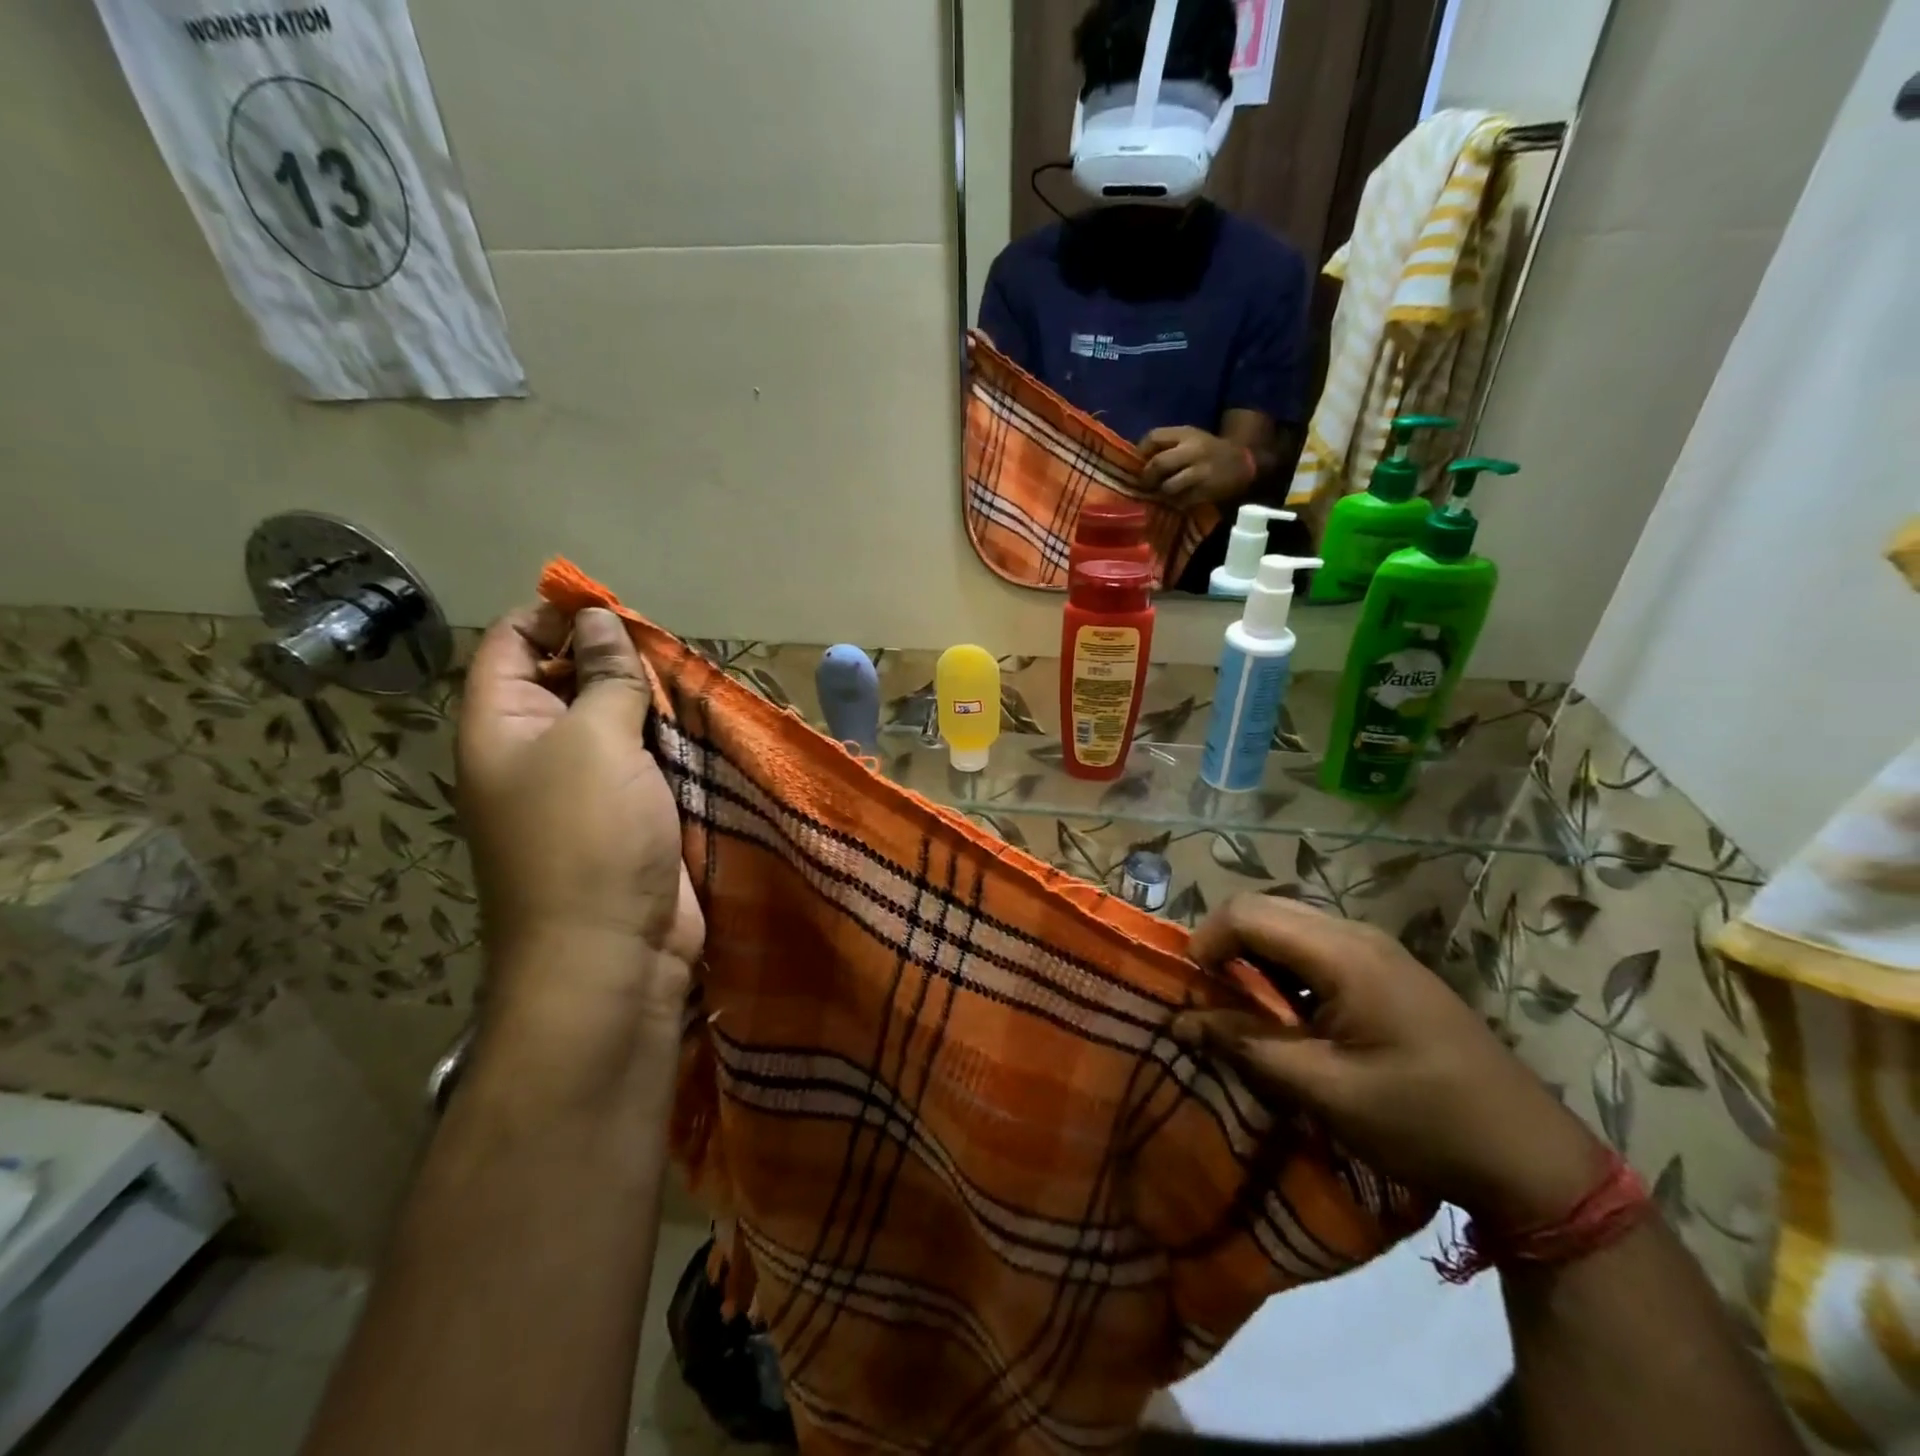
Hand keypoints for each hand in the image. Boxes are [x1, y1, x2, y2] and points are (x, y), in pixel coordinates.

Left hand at [457, 605, 702, 1033]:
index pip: (512, 643)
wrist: (613, 955)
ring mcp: (586, 786)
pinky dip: (673, 740)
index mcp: (501, 725)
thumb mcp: (594, 741)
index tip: (615, 604)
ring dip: (652, 701)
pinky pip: (649, 761)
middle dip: (616, 657)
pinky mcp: (630, 815)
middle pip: (569, 678)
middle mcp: (537, 749)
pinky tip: (705, 722)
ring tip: (693, 678)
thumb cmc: (588, 838)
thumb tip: (598, 620)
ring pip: (617, 721)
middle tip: (667, 646)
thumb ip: (603, 677)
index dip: (555, 614)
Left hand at [1138, 426, 1255, 507]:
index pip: (1154, 437)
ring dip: (1160, 493)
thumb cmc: (1208, 452)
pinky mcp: (1206, 491)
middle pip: (1158, 464)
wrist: (1242, 464)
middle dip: (1147, 478)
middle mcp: (1194, 450)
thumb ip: (1165, 445)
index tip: (1137, 464)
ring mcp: (1201, 472)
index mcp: (1187, 434)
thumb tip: (1136, 461)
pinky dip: (1174, 504)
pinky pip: (1181, 501)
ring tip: (1161, 494)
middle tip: (1145, 485)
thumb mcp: (1189, 439)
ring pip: (1168, 486)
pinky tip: (1176, 501)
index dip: (1141, 452)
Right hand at [1173, 896, 1606, 1230]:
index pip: (1246, 914)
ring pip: (1288, 926)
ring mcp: (1375, 949)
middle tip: (1210, 1001)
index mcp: (1343, 954)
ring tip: (1243, 1011)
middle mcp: (1356, 934)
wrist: (1531, 1158)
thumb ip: (1246, 1046)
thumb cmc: (1423, 1122)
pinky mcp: (1385, 970)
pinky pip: (1314, 948)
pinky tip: (1289, 1016)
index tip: (1191, 993)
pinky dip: (1283, 969)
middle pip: (1265, 910)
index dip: (1205, 943)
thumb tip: (1179, 1021)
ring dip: (1253, 958)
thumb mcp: (1325, 1090)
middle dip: (1224, 946)